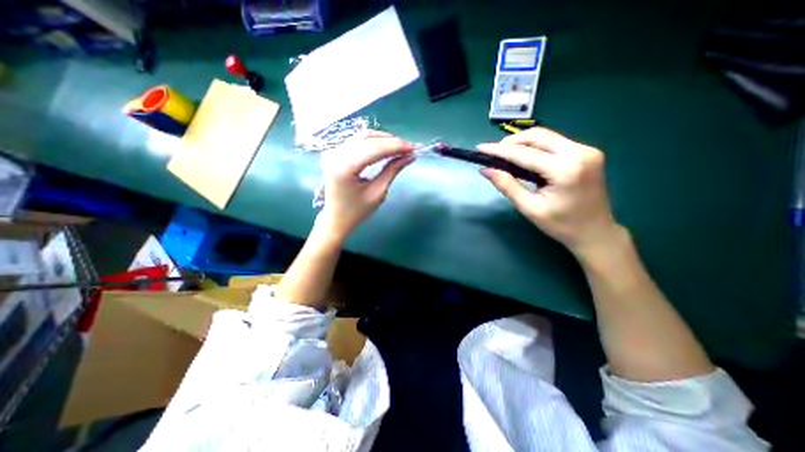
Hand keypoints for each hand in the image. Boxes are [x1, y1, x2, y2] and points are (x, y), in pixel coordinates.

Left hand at [316, 129, 414, 242]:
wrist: (335, 218)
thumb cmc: (357, 211)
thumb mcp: (378, 192)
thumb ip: (392, 170)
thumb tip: (410, 156)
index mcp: (345, 168)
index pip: (374, 148)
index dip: (395, 145)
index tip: (413, 148)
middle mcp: (336, 155)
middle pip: (368, 139)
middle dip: (391, 141)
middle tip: (409, 148)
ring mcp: (332, 152)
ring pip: (362, 136)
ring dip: (383, 139)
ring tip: (399, 147)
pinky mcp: (334, 152)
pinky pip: (356, 141)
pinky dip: (373, 142)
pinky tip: (385, 147)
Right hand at [477, 128, 621, 254]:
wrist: (595, 232)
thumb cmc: (561, 225)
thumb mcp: (529, 207)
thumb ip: (507, 185)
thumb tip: (485, 169)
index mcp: (566, 170)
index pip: (525, 153)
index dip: (499, 150)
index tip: (480, 147)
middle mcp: (580, 152)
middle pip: (538, 136)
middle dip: (511, 142)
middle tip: (493, 153)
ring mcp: (587, 150)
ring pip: (546, 136)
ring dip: (522, 142)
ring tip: (505, 155)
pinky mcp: (587, 152)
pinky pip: (555, 142)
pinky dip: (535, 146)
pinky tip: (524, 157)